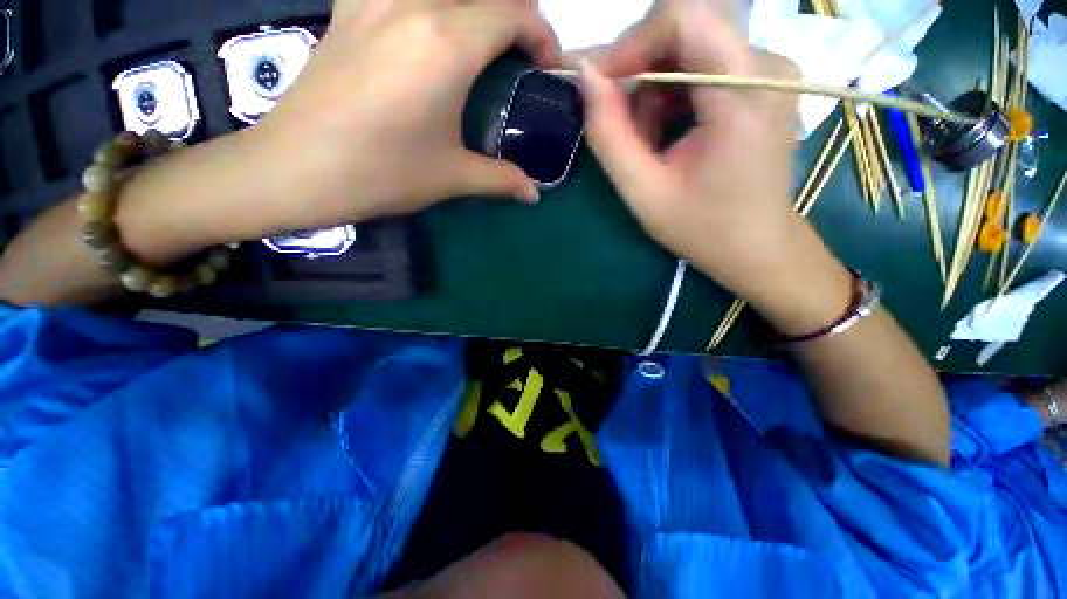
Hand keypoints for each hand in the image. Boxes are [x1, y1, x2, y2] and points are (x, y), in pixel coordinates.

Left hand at [249, 0, 561, 233]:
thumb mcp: (453, 177)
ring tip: (480, 42)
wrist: (297, 169)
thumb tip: (534, 195)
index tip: (545, 68)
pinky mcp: (348, 8)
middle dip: (514, 16)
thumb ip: (502, 179)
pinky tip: (425, 25)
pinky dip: (426, 3)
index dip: (542, 36)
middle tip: (519, 55)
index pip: (515, 12)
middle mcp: (414, 4)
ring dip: (472, 7)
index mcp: (447, 44)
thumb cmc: (382, 173)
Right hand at [578, 0, 852, 333]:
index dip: (630, 43)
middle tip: (622, 127)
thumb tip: (584, 76)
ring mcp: (768, 70)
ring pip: (689, 48)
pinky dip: (672, 96)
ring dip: (653, 91)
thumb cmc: (701, 229)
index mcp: (744, 94)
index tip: (600, 85)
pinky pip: (702, 65)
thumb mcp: (644, 192)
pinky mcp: (761, 81)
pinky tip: (669, 137)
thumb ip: (609, 135)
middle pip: (684, 29)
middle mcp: (766, 65)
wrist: (756, 246)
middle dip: (639, 72)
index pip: (684, 16)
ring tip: (647, 144)